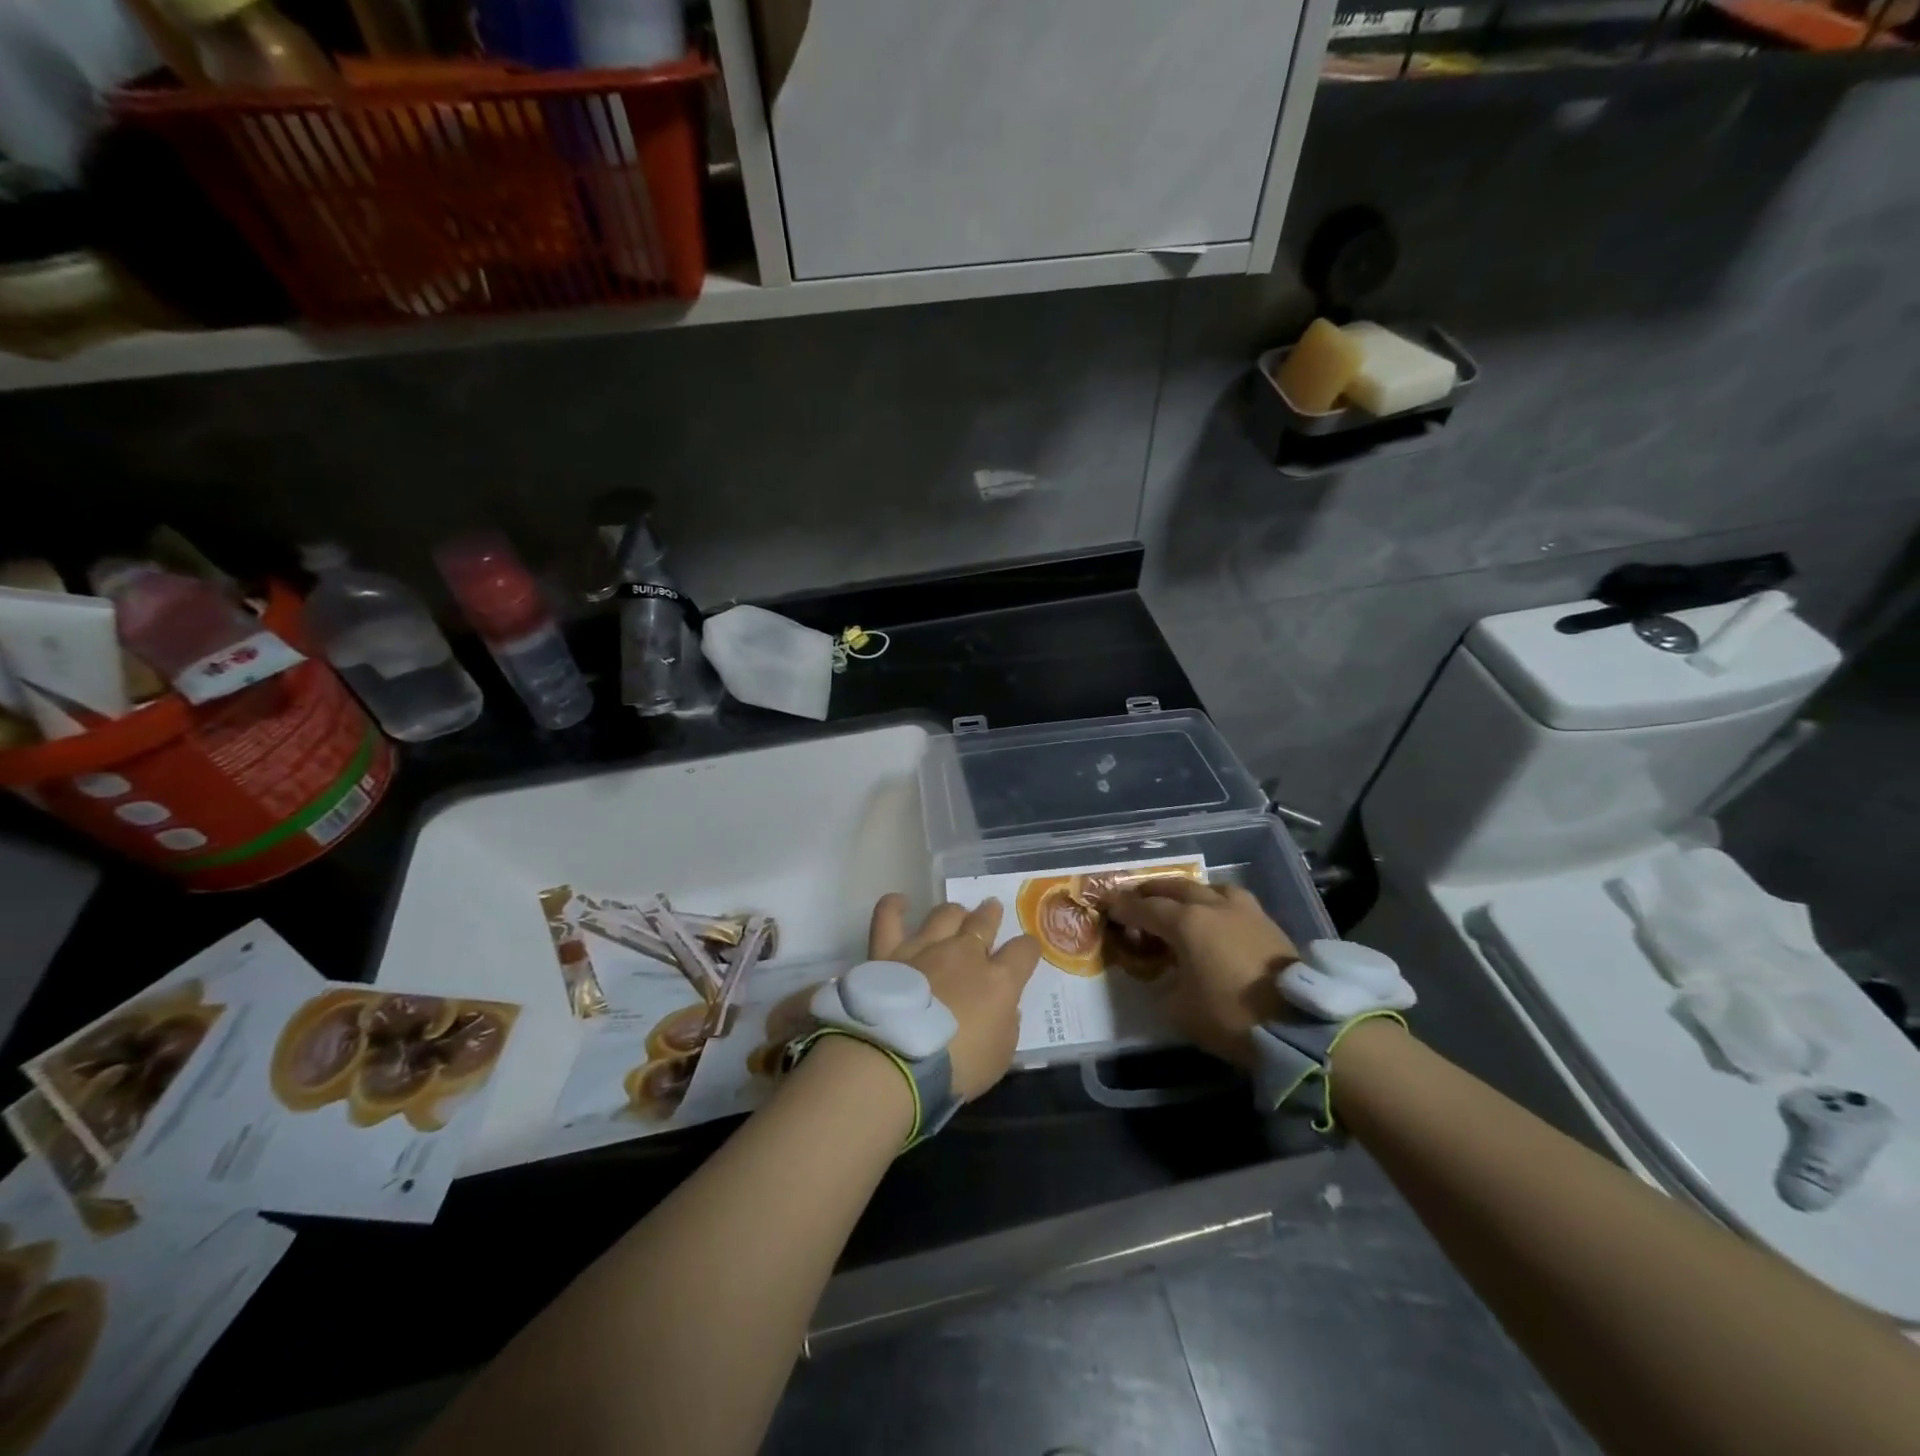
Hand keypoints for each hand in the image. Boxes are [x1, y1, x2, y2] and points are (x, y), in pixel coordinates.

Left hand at [866, 894, 1040, 1100]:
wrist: (899, 1059)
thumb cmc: (957, 1068)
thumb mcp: (999, 1057)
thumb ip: (1006, 1026)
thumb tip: (1005, 1008)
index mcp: (998, 980)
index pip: (1024, 951)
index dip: (1028, 948)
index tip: (1027, 950)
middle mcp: (964, 953)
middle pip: (984, 922)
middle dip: (990, 914)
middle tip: (991, 909)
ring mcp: (926, 948)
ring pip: (945, 914)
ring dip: (954, 912)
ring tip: (956, 912)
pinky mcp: (889, 952)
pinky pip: (888, 918)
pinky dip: (893, 907)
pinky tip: (899, 903)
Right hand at [1106, 880, 1297, 1069]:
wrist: (1297, 1023)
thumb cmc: (1230, 1015)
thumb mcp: (1180, 1009)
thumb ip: (1165, 984)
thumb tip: (1166, 975)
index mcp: (1186, 923)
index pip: (1145, 908)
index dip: (1123, 907)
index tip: (1107, 906)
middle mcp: (1212, 906)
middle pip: (1175, 887)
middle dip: (1152, 891)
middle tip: (1137, 898)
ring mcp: (1243, 911)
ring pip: (1208, 887)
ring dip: (1188, 891)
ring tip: (1180, 902)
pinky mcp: (1267, 922)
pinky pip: (1232, 901)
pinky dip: (1215, 902)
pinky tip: (1216, 917)